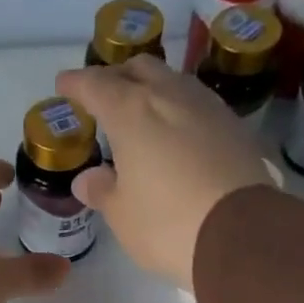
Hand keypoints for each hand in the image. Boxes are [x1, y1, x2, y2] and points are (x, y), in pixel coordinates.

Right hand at [54, 56, 274, 289]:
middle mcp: (169, 95)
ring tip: (142, 112)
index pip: (95, 85)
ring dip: (152, 89)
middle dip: (117, 77)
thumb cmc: (166, 224)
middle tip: (104, 97)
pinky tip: (177, 131)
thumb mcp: (122, 216)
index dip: (77, 84)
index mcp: (131, 112)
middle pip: (138, 68)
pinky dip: (178, 109)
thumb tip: (88, 179)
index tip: (64, 85)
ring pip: (171, 81)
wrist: (239, 233)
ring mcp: (206, 105)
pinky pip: (197, 104)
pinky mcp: (233, 125)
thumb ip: (102, 191)